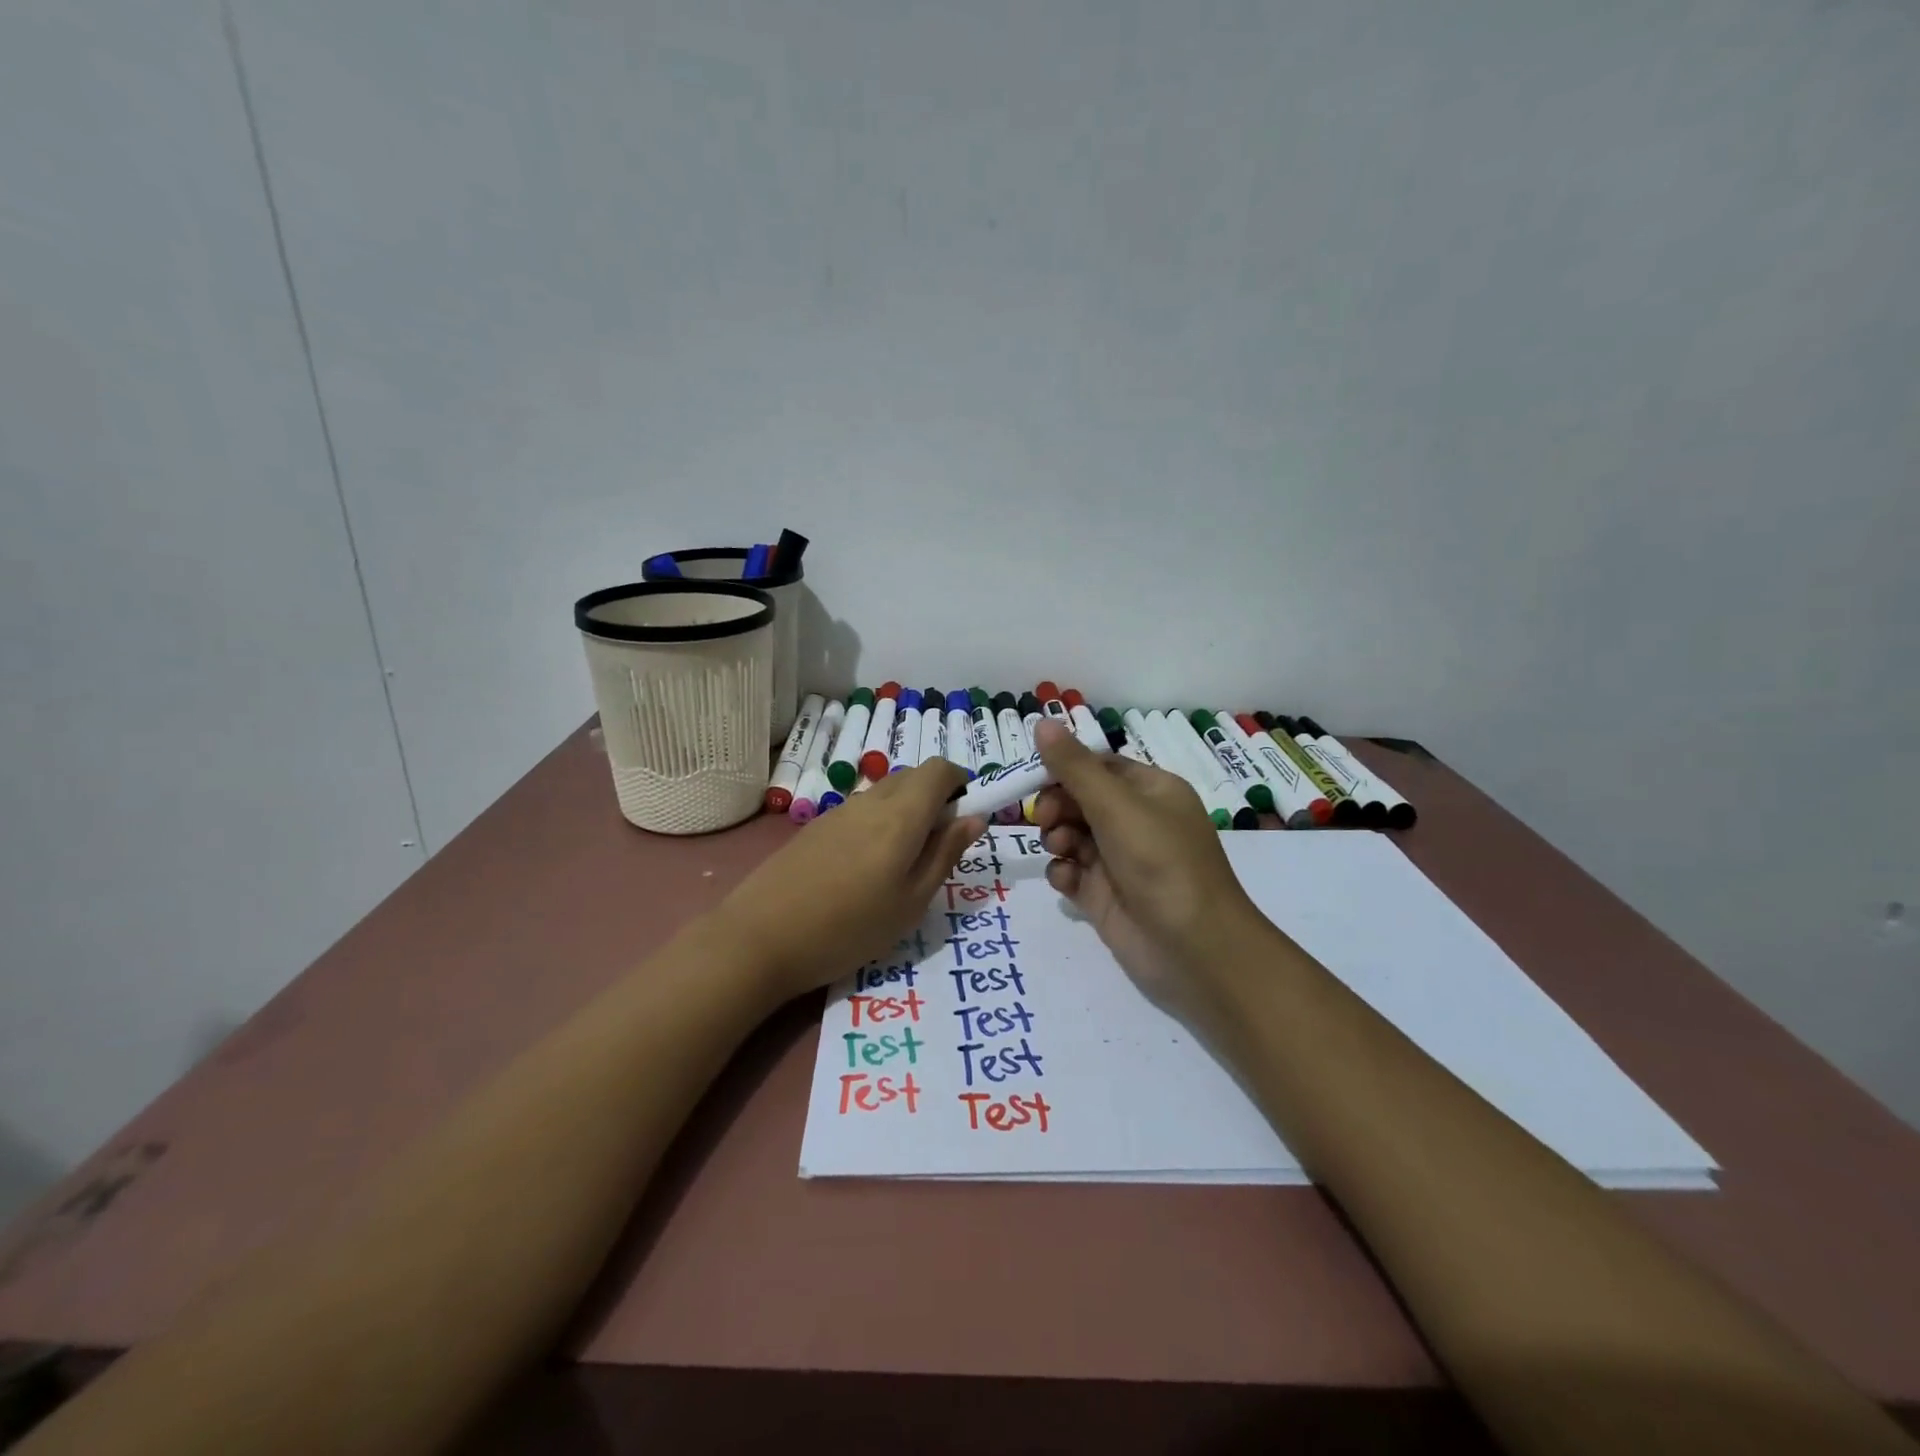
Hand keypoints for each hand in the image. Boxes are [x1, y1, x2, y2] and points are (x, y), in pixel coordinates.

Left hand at [713, 759, 986, 1004]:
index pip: (940, 768)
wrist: (760, 938)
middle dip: (935, 798)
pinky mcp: (815, 827)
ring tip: (899, 866)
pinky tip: (863, 870)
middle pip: (913, 776)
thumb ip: (946, 854)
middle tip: (936, 848)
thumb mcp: (912, 901)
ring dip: (906, 812)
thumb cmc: (850, 927)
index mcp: (902, 814)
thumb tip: (974, 818)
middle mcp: (870, 801)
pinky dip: (878, 823)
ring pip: (885, 793)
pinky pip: (860, 810)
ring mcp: (838, 812)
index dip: (960, 783)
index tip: (965, 817)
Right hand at [1031, 719, 1267, 1027]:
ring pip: (1071, 835)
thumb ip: (1074, 767)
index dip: (1064, 768)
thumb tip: (1042, 721)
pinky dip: (1063, 872)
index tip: (1034, 777)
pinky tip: (1068, 880)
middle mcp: (1136, 821)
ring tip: (1062, 850)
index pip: (1098, 766)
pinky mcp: (1104, 895)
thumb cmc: (1160, 862)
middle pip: (1079, 799)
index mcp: (1151, 791)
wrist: (1193, 948)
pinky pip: (1071, 871)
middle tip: (1045, 819)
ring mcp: (1119, 860)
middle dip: (1057, 805)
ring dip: (1057, 837)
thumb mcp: (1117, 806)